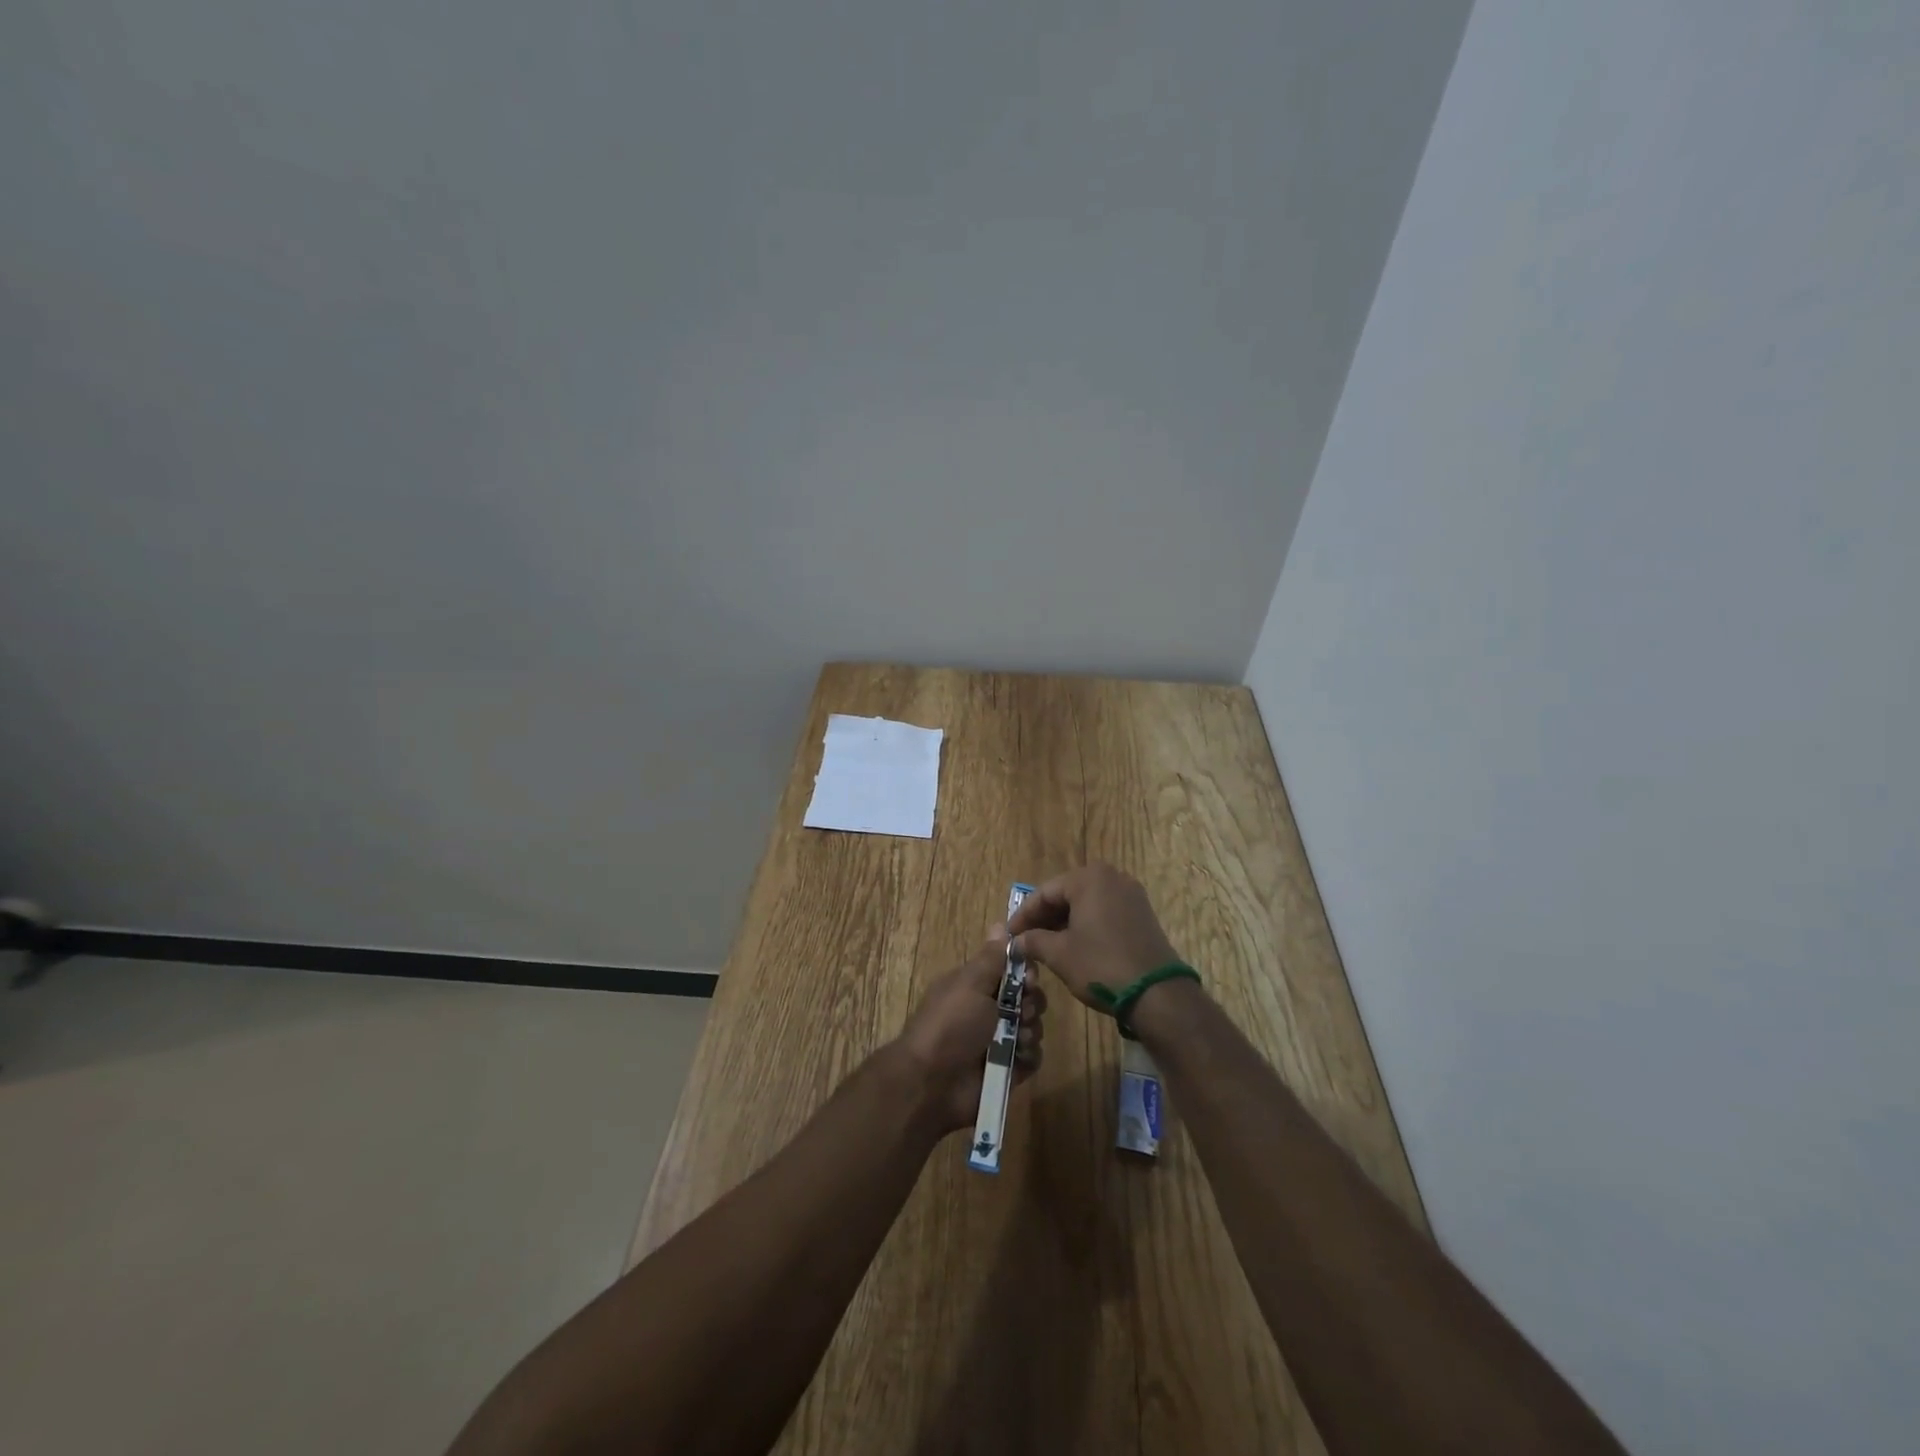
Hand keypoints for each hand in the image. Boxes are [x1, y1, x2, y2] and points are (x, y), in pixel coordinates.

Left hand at [892, 928, 1046, 1132]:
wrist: (932, 1082)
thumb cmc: (949, 1024)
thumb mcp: (969, 983)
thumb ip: (991, 958)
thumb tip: (1001, 924)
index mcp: (976, 987)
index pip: (1012, 971)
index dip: (1025, 973)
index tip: (1028, 979)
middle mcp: (989, 1012)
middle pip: (1027, 999)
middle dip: (1031, 1003)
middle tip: (1021, 1011)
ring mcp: (999, 1042)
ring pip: (1033, 1027)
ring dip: (1030, 1030)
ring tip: (1016, 1039)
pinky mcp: (1009, 1071)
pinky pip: (1032, 1057)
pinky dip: (1029, 1055)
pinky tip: (1018, 1058)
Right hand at [1008, 864, 1181, 1009]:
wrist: (1157, 993)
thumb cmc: (1101, 965)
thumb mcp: (1060, 954)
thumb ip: (1033, 941)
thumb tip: (1017, 941)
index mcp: (1089, 878)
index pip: (1045, 892)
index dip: (1023, 915)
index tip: (1009, 935)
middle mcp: (1111, 877)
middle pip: (1066, 894)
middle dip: (1044, 918)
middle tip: (1025, 940)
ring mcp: (1130, 894)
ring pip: (1086, 903)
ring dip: (1064, 922)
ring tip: (1045, 944)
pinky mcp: (1142, 913)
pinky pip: (1104, 912)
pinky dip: (1086, 925)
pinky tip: (1073, 945)